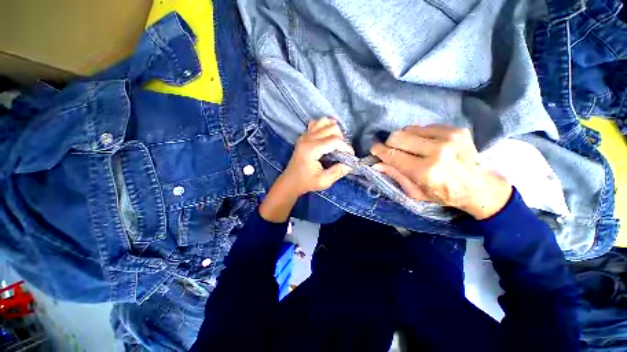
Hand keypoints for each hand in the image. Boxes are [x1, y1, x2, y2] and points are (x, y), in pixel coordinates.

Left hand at [280, 117, 353, 196]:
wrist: (290, 181)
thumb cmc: (306, 182)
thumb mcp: (324, 182)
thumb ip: (338, 172)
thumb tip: (350, 163)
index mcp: (311, 150)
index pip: (334, 140)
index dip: (346, 147)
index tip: (350, 156)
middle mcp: (307, 139)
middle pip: (331, 128)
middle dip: (341, 138)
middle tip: (342, 151)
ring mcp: (304, 136)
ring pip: (323, 122)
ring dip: (333, 130)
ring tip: (336, 141)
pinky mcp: (303, 136)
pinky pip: (316, 123)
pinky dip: (324, 126)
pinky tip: (327, 135)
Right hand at [370, 125, 511, 219]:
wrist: (480, 187)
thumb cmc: (444, 194)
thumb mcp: (415, 192)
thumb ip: (395, 175)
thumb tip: (376, 164)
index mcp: (425, 171)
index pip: (392, 155)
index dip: (379, 150)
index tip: (374, 149)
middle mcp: (436, 151)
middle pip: (398, 137)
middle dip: (389, 143)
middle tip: (391, 150)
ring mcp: (448, 137)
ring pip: (409, 129)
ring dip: (404, 138)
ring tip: (410, 148)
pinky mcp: (456, 129)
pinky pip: (424, 126)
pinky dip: (419, 135)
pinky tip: (425, 144)